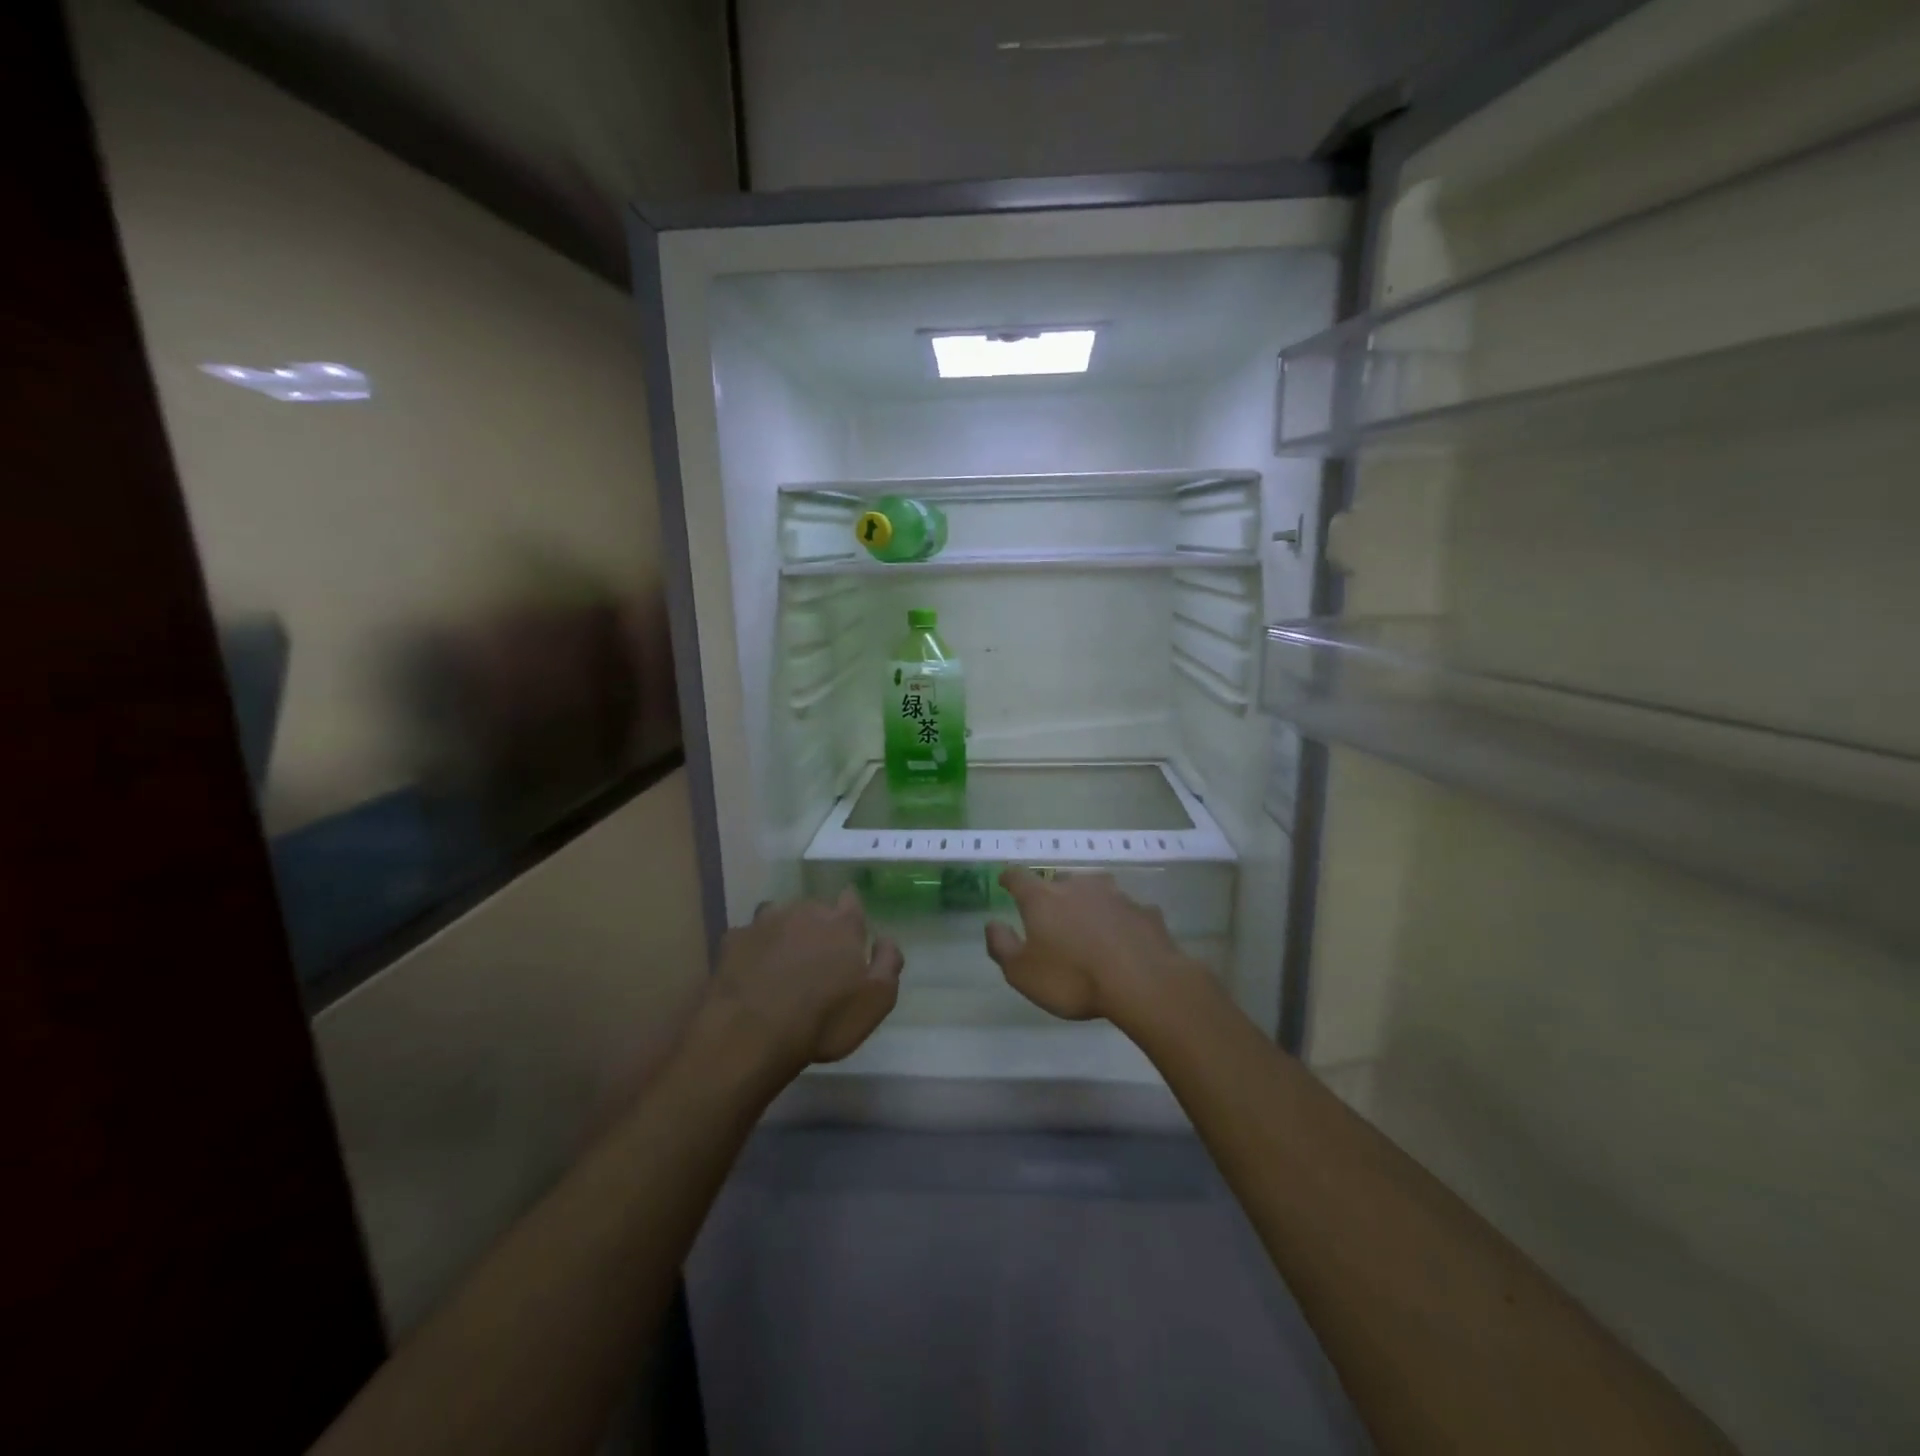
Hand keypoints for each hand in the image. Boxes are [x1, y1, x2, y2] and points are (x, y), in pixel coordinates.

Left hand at [705, 888, 904, 1073]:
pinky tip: (751, 972)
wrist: (752, 1033)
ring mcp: (765, 922)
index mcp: (842, 924)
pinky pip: (748, 937)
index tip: (850, 931)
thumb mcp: (877, 1000)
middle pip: (815, 908)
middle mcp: (805, 912)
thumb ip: (888, 963)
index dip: (851, 912)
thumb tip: (886, 939)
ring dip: (784, 932)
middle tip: (817, 956)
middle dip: (817, 925)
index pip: (851, 900)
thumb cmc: (825, 1019)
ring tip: (782, 961)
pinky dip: (753, 949)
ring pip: (779, 916)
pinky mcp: (734, 939)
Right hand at [984, 868, 1206, 1029]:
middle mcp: (1078, 886)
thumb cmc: (1073, 978)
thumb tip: (992, 924)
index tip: (1005, 880)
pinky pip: (1127, 911)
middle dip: (1054, 893)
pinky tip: (1125, 940)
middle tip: (1052, 914)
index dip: (1009, 877)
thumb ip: (1002, 946)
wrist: (1143, 982)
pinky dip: (1121, 921)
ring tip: (1090, 924)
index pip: (1019, 877)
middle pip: (1060, 880)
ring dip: (1090, 903)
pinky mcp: (1145, 911)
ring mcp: (1116, 895)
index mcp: (1043, 898)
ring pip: (1097, 891)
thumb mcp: (1022, 973)